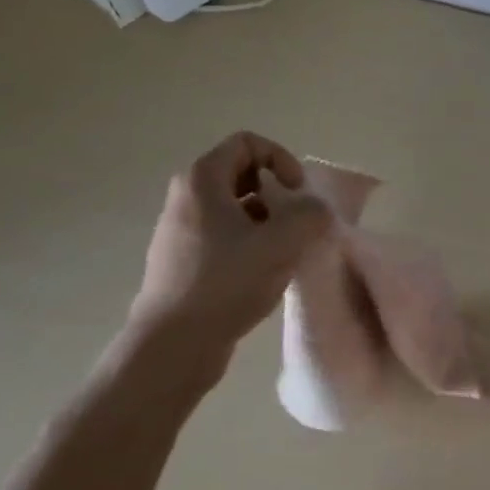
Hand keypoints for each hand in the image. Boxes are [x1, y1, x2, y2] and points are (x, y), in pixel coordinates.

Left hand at [127, 132, 331, 362]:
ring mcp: (182, 232)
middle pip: (242, 175)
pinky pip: (226, 237)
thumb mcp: (281, 243)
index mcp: (201, 181)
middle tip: (296, 222)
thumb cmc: (225, 283)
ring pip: (236, 209)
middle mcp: (186, 199)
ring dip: (269, 222)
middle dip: (278, 193)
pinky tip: (266, 275)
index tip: (297, 193)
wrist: (172, 346)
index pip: (247, 143)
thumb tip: (316, 211)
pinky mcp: (185, 262)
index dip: (281, 159)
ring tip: (286, 252)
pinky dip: (252, 244)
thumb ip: (311, 215)